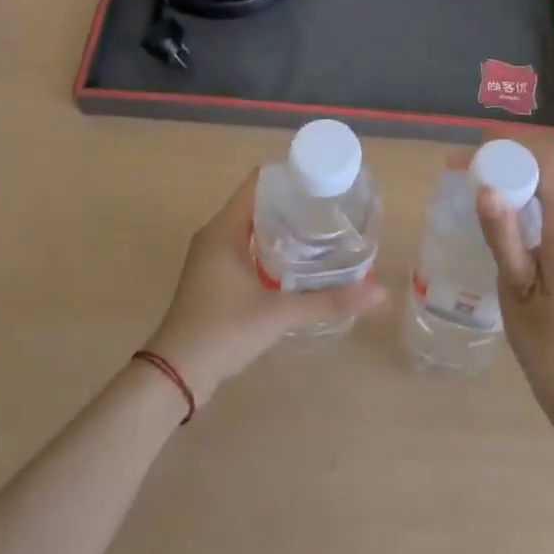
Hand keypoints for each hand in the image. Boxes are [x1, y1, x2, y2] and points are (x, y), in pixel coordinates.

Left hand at [144, 171, 385, 406]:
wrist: (174, 377)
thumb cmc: (221, 332)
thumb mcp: (277, 315)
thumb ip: (327, 302)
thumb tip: (379, 293)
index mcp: (224, 229)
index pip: (258, 183)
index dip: (290, 175)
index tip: (324, 178)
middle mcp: (216, 235)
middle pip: (258, 203)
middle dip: (294, 202)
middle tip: (332, 206)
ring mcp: (213, 258)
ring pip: (253, 227)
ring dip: (283, 226)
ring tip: (323, 230)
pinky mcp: (215, 278)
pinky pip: (247, 248)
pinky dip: (272, 247)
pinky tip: (299, 262)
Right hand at [463, 136, 553, 414]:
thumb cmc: (545, 344)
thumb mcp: (515, 288)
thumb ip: (503, 234)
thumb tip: (485, 187)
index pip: (549, 161)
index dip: (510, 146)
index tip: (471, 153)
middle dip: (511, 155)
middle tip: (467, 167)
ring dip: (520, 171)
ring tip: (478, 182)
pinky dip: (531, 191)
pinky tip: (504, 207)